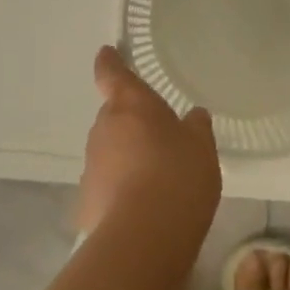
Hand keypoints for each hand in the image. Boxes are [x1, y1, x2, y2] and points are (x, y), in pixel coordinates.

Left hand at [78, 46, 222, 236]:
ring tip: (158, 180)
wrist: (144, 236)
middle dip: (132, 124)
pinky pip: (108, 186)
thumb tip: (193, 116)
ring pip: (110, 152)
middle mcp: (104, 128)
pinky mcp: (87, 200)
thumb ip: (196, 127)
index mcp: (130, 105)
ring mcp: (92, 165)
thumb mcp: (201, 147)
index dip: (110, 62)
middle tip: (160, 138)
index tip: (107, 52)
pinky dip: (121, 191)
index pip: (112, 73)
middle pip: (115, 117)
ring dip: (128, 158)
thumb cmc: (178, 175)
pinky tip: (144, 209)